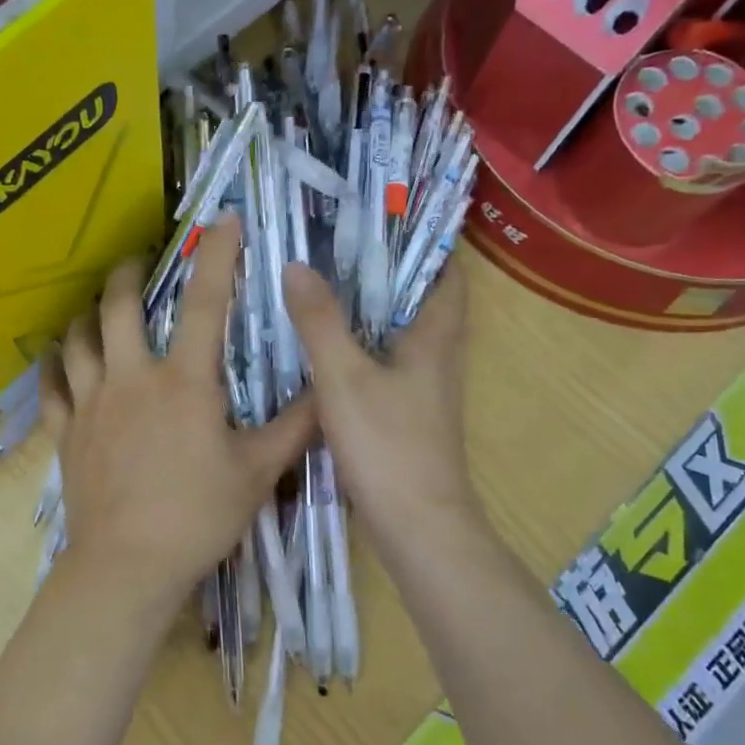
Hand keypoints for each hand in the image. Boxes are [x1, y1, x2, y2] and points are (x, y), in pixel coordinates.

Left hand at [43, 219, 316, 613]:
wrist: (128, 565)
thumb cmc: (198, 516)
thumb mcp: (258, 472)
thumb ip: (295, 426)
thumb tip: (327, 389)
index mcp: (184, 382)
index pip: (207, 303)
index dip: (218, 256)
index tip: (223, 221)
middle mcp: (132, 378)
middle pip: (119, 306)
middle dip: (129, 272)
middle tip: (139, 260)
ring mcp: (92, 403)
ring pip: (78, 339)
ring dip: (87, 314)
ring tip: (97, 306)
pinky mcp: (66, 431)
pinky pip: (51, 386)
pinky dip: (52, 364)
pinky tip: (55, 356)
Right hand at [283, 254, 478, 558]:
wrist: (417, 525)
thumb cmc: (387, 444)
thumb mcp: (343, 377)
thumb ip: (320, 322)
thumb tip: (297, 265)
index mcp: (435, 337)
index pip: (448, 273)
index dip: (428, 242)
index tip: (387, 218)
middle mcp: (438, 358)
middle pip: (422, 301)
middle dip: (388, 272)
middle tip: (340, 245)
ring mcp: (425, 390)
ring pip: (402, 335)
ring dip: (374, 310)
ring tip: (327, 286)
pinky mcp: (409, 416)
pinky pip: (388, 364)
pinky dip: (364, 347)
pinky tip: (327, 349)